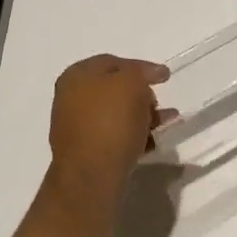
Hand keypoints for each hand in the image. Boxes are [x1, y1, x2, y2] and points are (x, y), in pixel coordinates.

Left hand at [48, 54, 170, 185]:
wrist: (92, 174)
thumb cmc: (111, 120)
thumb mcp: (131, 82)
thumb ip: (141, 72)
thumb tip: (147, 76)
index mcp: (76, 75)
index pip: (113, 62)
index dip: (141, 67)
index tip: (165, 77)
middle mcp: (71, 98)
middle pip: (114, 89)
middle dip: (142, 94)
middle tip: (161, 102)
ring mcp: (76, 126)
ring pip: (116, 114)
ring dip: (142, 116)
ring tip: (165, 123)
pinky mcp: (86, 151)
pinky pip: (114, 136)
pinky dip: (133, 135)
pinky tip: (151, 142)